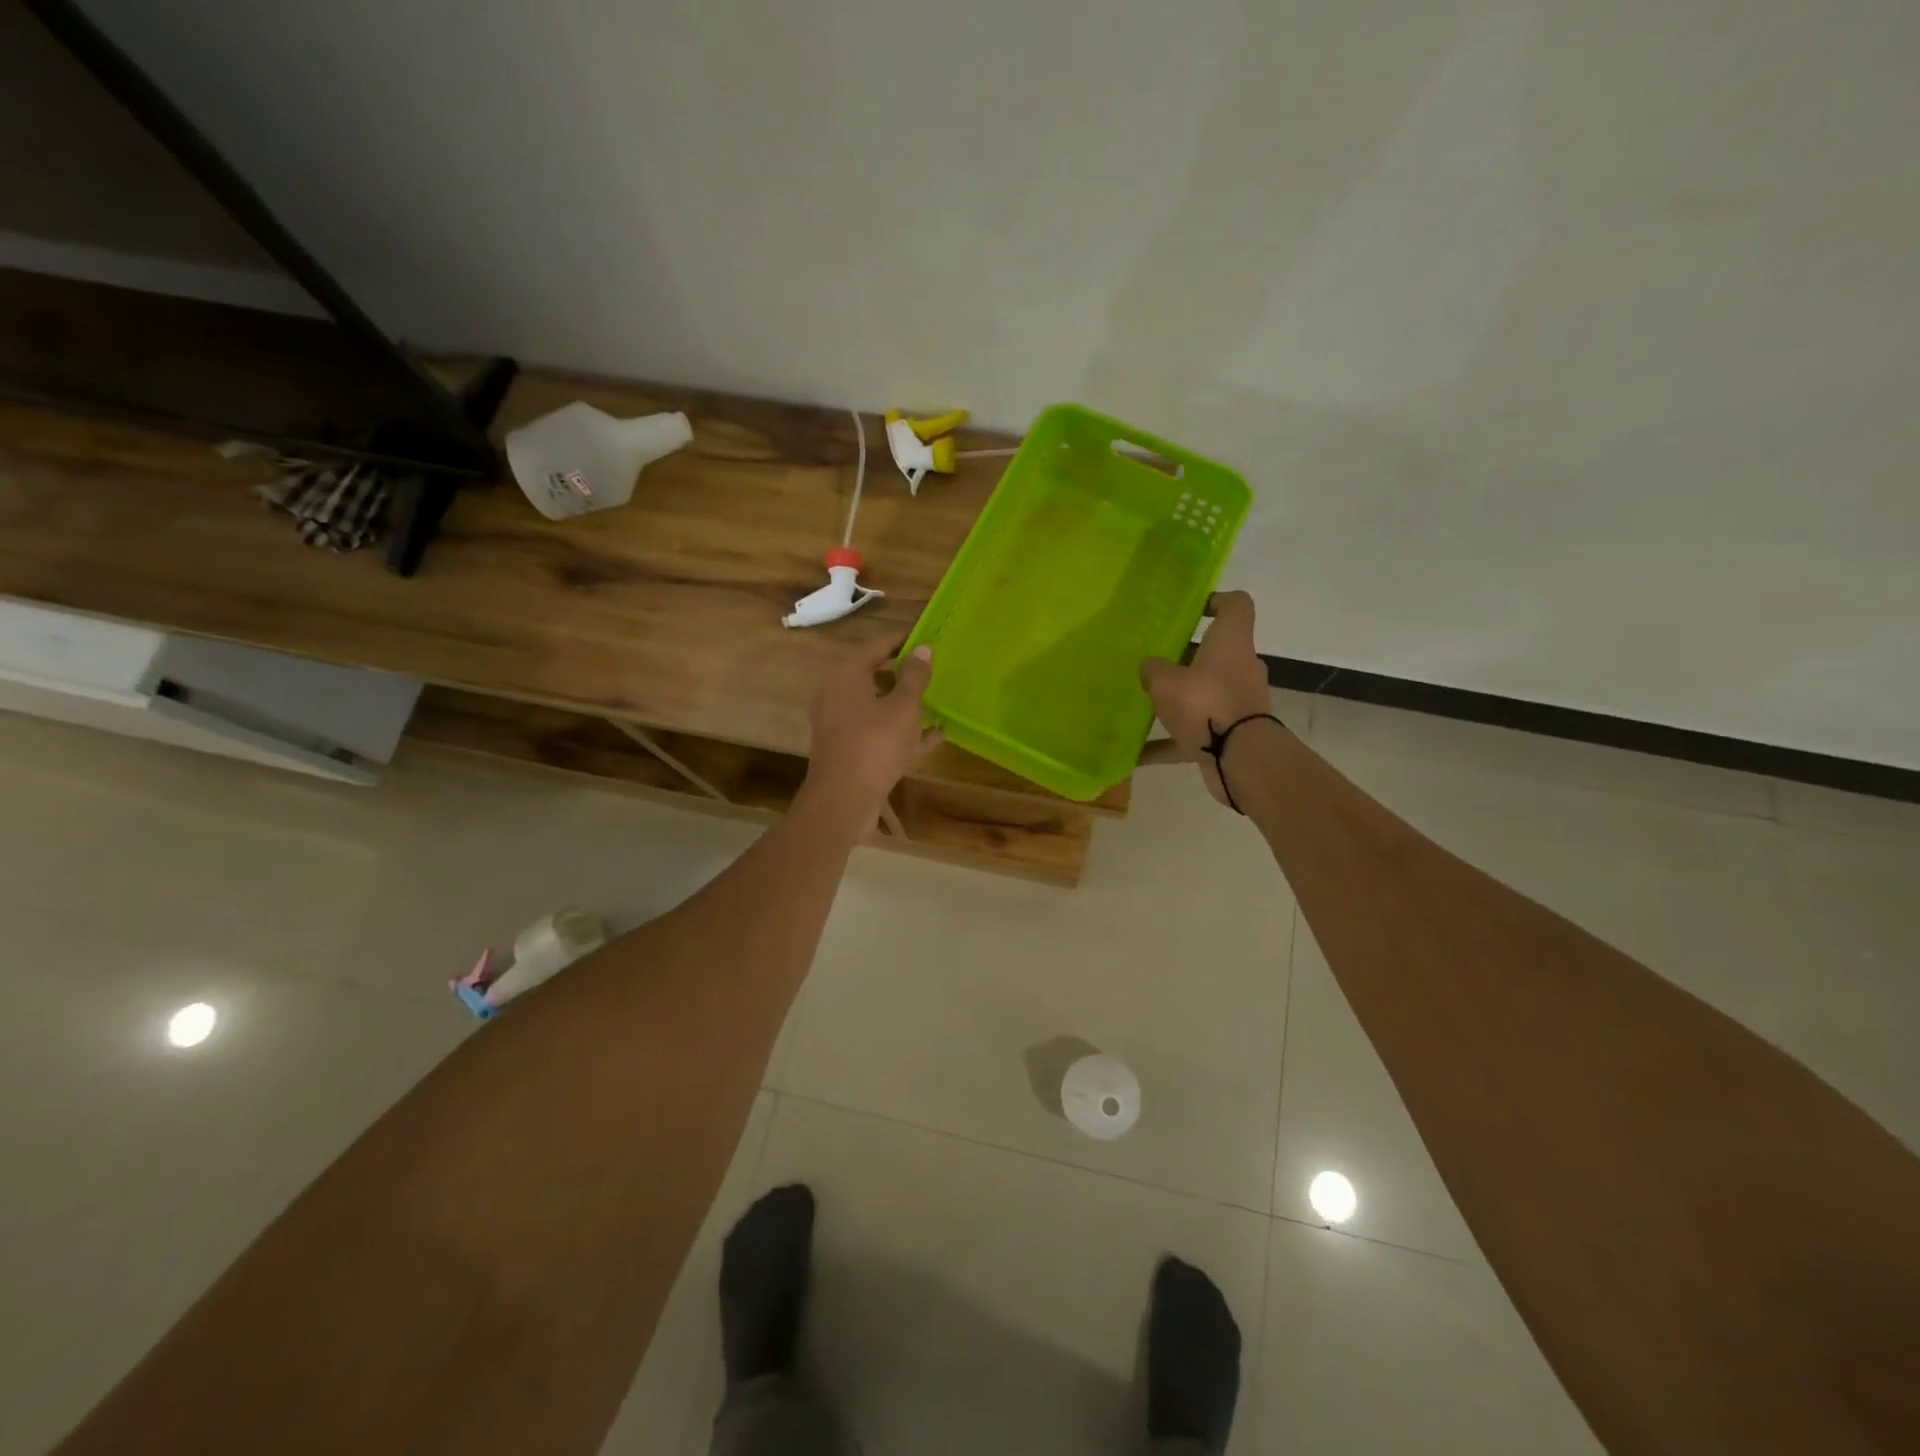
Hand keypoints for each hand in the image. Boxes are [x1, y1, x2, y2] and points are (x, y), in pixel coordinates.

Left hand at [802, 643, 941, 825]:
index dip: (905, 641)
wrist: (843, 800)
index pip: (879, 646)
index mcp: (846, 675)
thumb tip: (923, 649)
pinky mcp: (849, 749)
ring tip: (939, 701)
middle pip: (877, 675)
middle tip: (936, 670)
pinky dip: (902, 731)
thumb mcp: (903, 707)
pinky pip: (879, 731)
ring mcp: (841, 724)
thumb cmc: (874, 744)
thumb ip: (915, 677)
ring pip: (879, 706)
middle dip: (907, 675)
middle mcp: (838, 694)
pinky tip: (935, 736)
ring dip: (907, 705)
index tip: (930, 638)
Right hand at [1139, 592, 1274, 806]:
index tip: (1191, 610)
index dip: (1215, 601)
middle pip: (1215, 652)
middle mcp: (1239, 668)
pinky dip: (1169, 741)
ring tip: (1144, 704)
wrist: (1242, 759)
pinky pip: (1194, 733)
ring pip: (1204, 693)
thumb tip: (1150, 667)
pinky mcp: (1230, 734)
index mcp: (1231, 643)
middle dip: (1185, 657)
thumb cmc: (1206, 704)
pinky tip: (1137, 753)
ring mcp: (1237, 703)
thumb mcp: (1166, 682)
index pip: (1236, 605)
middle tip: (1152, 662)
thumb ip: (1153, 669)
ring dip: (1178, 699)